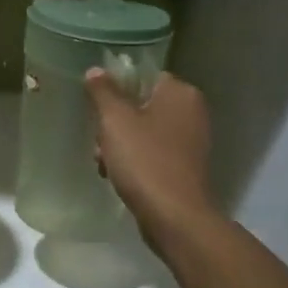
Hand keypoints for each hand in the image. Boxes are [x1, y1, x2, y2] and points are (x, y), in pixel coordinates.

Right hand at [85, 70, 216, 254]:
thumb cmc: (144, 160)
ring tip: (104, 162)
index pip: (143, 76)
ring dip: (119, 143)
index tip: (98, 107)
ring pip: (143, 130)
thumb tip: (96, 70)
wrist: (173, 216)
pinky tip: (116, 175)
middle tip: (99, 140)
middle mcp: (191, 112)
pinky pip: (152, 152)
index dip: (116, 89)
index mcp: (180, 93)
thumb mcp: (115, 120)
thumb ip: (103, 91)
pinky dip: (134, 160)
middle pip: (140, 104)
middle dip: (114, 122)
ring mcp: (190, 141)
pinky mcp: (184, 166)